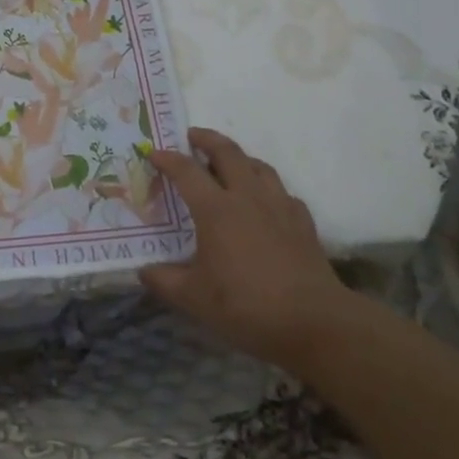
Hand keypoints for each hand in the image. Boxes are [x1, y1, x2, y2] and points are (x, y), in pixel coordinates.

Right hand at [140, 128, 352, 366]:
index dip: (166, 158)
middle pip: (227, 152)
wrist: (315, 322)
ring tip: (227, 164)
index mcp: (215, 209)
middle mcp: (247, 197)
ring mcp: (279, 207)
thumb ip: (163, 280)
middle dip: (206, 139)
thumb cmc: (247, 305)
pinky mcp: (303, 223)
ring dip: (239, 158)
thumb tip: (143, 271)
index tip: (152, 153)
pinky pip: (282, 192)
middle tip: (191, 136)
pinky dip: (266, 187)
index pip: (186, 171)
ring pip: (258, 166)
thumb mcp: (194, 298)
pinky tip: (263, 202)